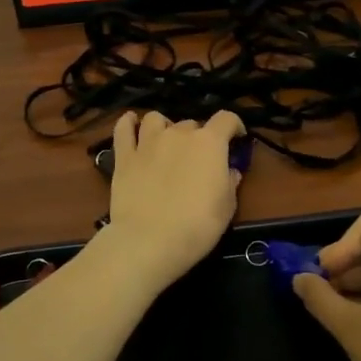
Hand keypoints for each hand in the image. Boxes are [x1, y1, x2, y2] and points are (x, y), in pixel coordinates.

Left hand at [104, 110, 245, 291]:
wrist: (150, 241)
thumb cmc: (198, 225)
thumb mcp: (227, 207)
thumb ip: (230, 182)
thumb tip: (230, 171)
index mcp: (209, 143)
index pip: (226, 119)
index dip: (234, 126)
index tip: (237, 139)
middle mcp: (178, 134)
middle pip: (191, 123)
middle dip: (198, 137)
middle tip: (198, 159)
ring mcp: (148, 143)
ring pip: (156, 119)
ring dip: (164, 126)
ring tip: (166, 142)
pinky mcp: (124, 157)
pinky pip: (123, 129)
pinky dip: (128, 123)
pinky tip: (131, 124)